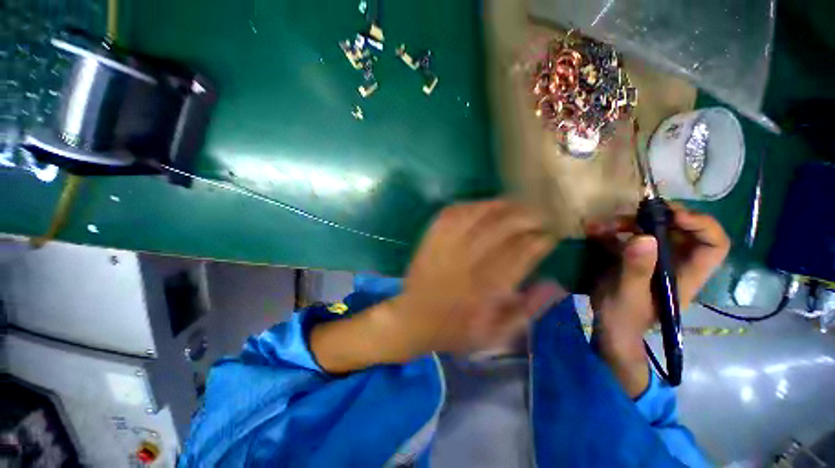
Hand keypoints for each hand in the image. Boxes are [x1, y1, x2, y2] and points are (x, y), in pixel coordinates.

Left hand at [311, 199, 560, 372]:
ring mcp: (445, 249)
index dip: (538, 242)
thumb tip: (555, 285)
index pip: (520, 256)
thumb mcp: (495, 335)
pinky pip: (450, 214)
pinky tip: (482, 206)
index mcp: (485, 291)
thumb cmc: (455, 331)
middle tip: (538, 216)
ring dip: (499, 206)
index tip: (549, 236)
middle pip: (500, 229)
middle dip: (525, 218)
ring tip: (515, 205)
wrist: (412, 320)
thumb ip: (526, 311)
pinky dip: (470, 206)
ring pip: (476, 216)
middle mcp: (466, 264)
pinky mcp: (430, 241)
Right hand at [586, 205, 729, 394]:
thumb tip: (644, 237)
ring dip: (626, 222)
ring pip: (651, 229)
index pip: (714, 244)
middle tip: (631, 213)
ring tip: (600, 225)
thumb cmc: (625, 318)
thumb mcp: (630, 295)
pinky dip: (609, 230)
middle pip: (680, 229)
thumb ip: (637, 269)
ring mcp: (653, 259)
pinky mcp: (633, 258)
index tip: (672, 215)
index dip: (701, 224)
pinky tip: (591, 230)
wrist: (609, 326)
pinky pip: (626, 236)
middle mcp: (675, 262)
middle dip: (656, 217)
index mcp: (687, 274)